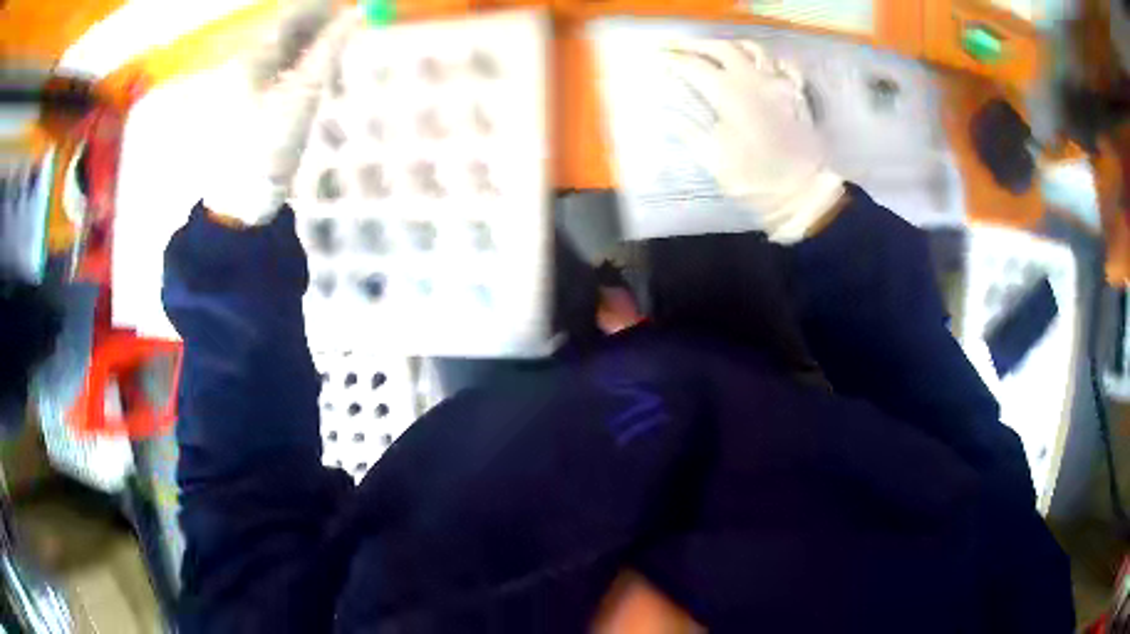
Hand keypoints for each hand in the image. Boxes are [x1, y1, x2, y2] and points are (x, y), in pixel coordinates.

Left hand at [205, 1, 360, 226]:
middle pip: (282, 32)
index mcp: (250, 58)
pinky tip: (308, 75)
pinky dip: (293, 66)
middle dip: (314, 26)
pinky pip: (271, 71)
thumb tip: (354, 15)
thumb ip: (328, 49)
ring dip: (306, 46)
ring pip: (277, 52)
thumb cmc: (268, 147)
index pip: (289, 16)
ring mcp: (237, 86)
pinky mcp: (241, 105)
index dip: (320, 7)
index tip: (348, 9)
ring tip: (331, 52)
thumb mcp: (304, 95)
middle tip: (344, 30)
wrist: (238, 203)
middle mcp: (240, 65)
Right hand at [665, 40, 844, 242]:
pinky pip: (783, 64)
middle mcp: (753, 80)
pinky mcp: (796, 93)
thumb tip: (668, 114)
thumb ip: (688, 131)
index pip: (693, 67)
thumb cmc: (755, 179)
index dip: (673, 61)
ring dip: (730, 46)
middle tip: (680, 48)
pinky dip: (768, 59)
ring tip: (717, 51)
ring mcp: (778, 83)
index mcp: (728, 94)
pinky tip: (760, 65)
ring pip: (752, 49)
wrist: (802, 192)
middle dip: (696, 45)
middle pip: (721, 48)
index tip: (659, 59)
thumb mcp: (713, 160)